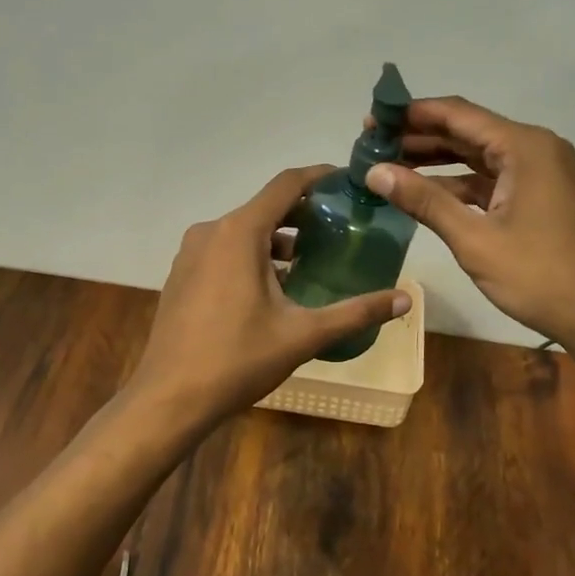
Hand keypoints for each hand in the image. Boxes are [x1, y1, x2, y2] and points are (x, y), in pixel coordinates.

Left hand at [128, 165, 411, 431]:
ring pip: (243, 229)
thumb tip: (406, 299)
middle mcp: (212, 230)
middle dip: (303, 212)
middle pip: (265, 206)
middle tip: (339, 226)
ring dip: (277, 238)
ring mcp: (192, 251)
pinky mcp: (182, 273)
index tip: (347, 181)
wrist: (168, 399)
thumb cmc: (237, 359)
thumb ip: (355, 312)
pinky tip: (273, 285)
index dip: (318, 176)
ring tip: (311, 259)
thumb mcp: (303, 335)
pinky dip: (252, 253)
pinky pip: (224, 248)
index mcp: (240, 231)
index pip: (286, 184)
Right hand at [363, 97, 574, 357]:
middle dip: (420, 137)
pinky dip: (461, 183)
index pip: (457, 114)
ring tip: (390, 165)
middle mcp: (536, 148)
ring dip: (438, 160)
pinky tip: (426, 192)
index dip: (411, 114)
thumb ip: (424, 200)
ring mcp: (543, 172)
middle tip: (373, 144)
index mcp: (524, 146)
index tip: (372, 119)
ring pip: (480, 156)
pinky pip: (494, 178)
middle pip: (468, 131)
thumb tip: (374, 172)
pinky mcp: (544, 195)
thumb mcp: (475, 239)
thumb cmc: (541, 276)